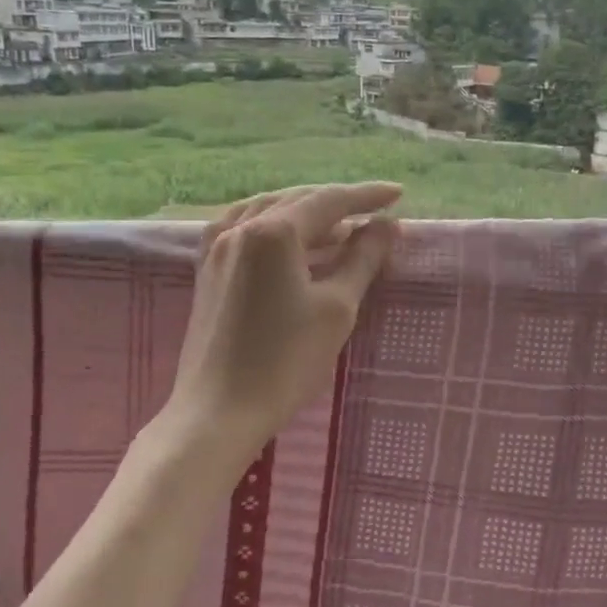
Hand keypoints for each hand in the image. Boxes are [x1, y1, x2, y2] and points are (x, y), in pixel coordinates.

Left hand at [162, 183, 401, 455]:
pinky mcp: (207, 270)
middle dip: (338, 204)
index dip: (367, 196)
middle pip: (298, 201)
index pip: (329, 201)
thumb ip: (362, 259)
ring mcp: (217, 247)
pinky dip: (276, 227)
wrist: (219, 411)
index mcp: (273, 231)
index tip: (399, 195)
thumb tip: (386, 226)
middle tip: (374, 214)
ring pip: (269, 212)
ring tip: (339, 230)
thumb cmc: (285, 361)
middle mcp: (240, 227)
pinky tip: (290, 242)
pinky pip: (245, 228)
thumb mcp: (337, 307)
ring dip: (307, 215)